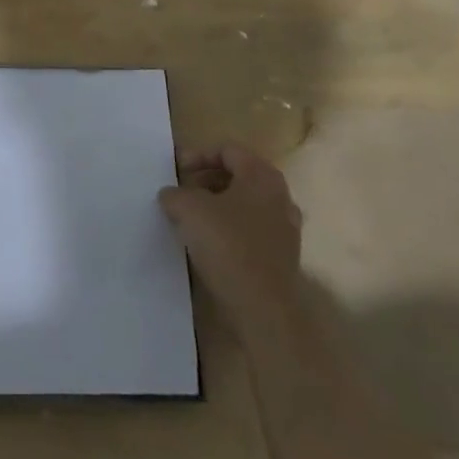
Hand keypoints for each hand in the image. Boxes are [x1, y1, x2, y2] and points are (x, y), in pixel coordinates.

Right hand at [159, 143, 304, 334]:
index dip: (198, 155)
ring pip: (246, 204)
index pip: (228, 150)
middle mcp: (280, 196)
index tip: (176, 170)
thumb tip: (172, 195)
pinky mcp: (283, 257)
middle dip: (207, 180)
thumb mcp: (187, 209)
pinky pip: (252, 230)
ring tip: (193, 218)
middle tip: (183, 191)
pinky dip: (231, 229)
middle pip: (239, 175)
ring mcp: (286, 229)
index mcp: (262, 176)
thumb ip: (175, 193)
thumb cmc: (227, 245)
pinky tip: (211, 244)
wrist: (263, 309)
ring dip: (219, 205)